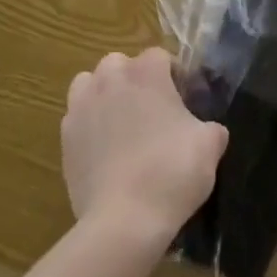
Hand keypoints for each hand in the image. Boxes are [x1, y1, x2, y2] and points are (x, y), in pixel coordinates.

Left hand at [62, 48, 227, 258]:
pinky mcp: (65, 136)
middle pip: (120, 64)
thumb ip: (211, 128)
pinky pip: (77, 117)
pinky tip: (104, 150)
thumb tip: (209, 130)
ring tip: (121, 122)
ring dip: (104, 94)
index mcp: (146, 73)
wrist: (123, 220)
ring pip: (90, 83)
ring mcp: (82, 106)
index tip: (184, 100)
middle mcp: (110, 79)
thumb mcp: (209, 146)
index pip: (159, 56)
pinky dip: (89, 124)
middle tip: (152, 110)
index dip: (173, 75)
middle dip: (134, 79)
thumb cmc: (171, 172)